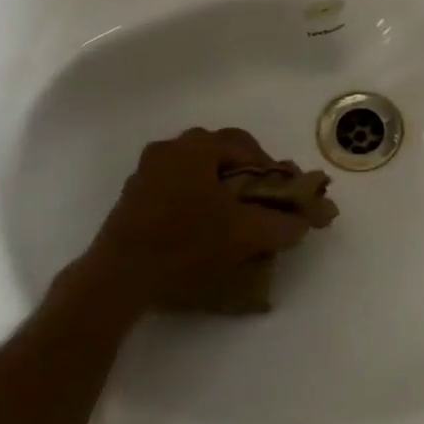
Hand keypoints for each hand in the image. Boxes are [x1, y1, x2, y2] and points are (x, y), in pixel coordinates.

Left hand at [84, 128, 316, 310]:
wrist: (118, 278)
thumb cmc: (186, 244)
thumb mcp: (245, 234)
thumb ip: (283, 223)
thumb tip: (305, 220)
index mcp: (195, 147)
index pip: (246, 145)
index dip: (270, 168)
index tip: (282, 193)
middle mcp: (168, 149)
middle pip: (219, 151)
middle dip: (244, 172)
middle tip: (260, 200)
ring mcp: (145, 172)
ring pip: (196, 168)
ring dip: (219, 185)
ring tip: (233, 215)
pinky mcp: (132, 197)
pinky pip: (175, 185)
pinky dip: (195, 197)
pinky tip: (202, 225)